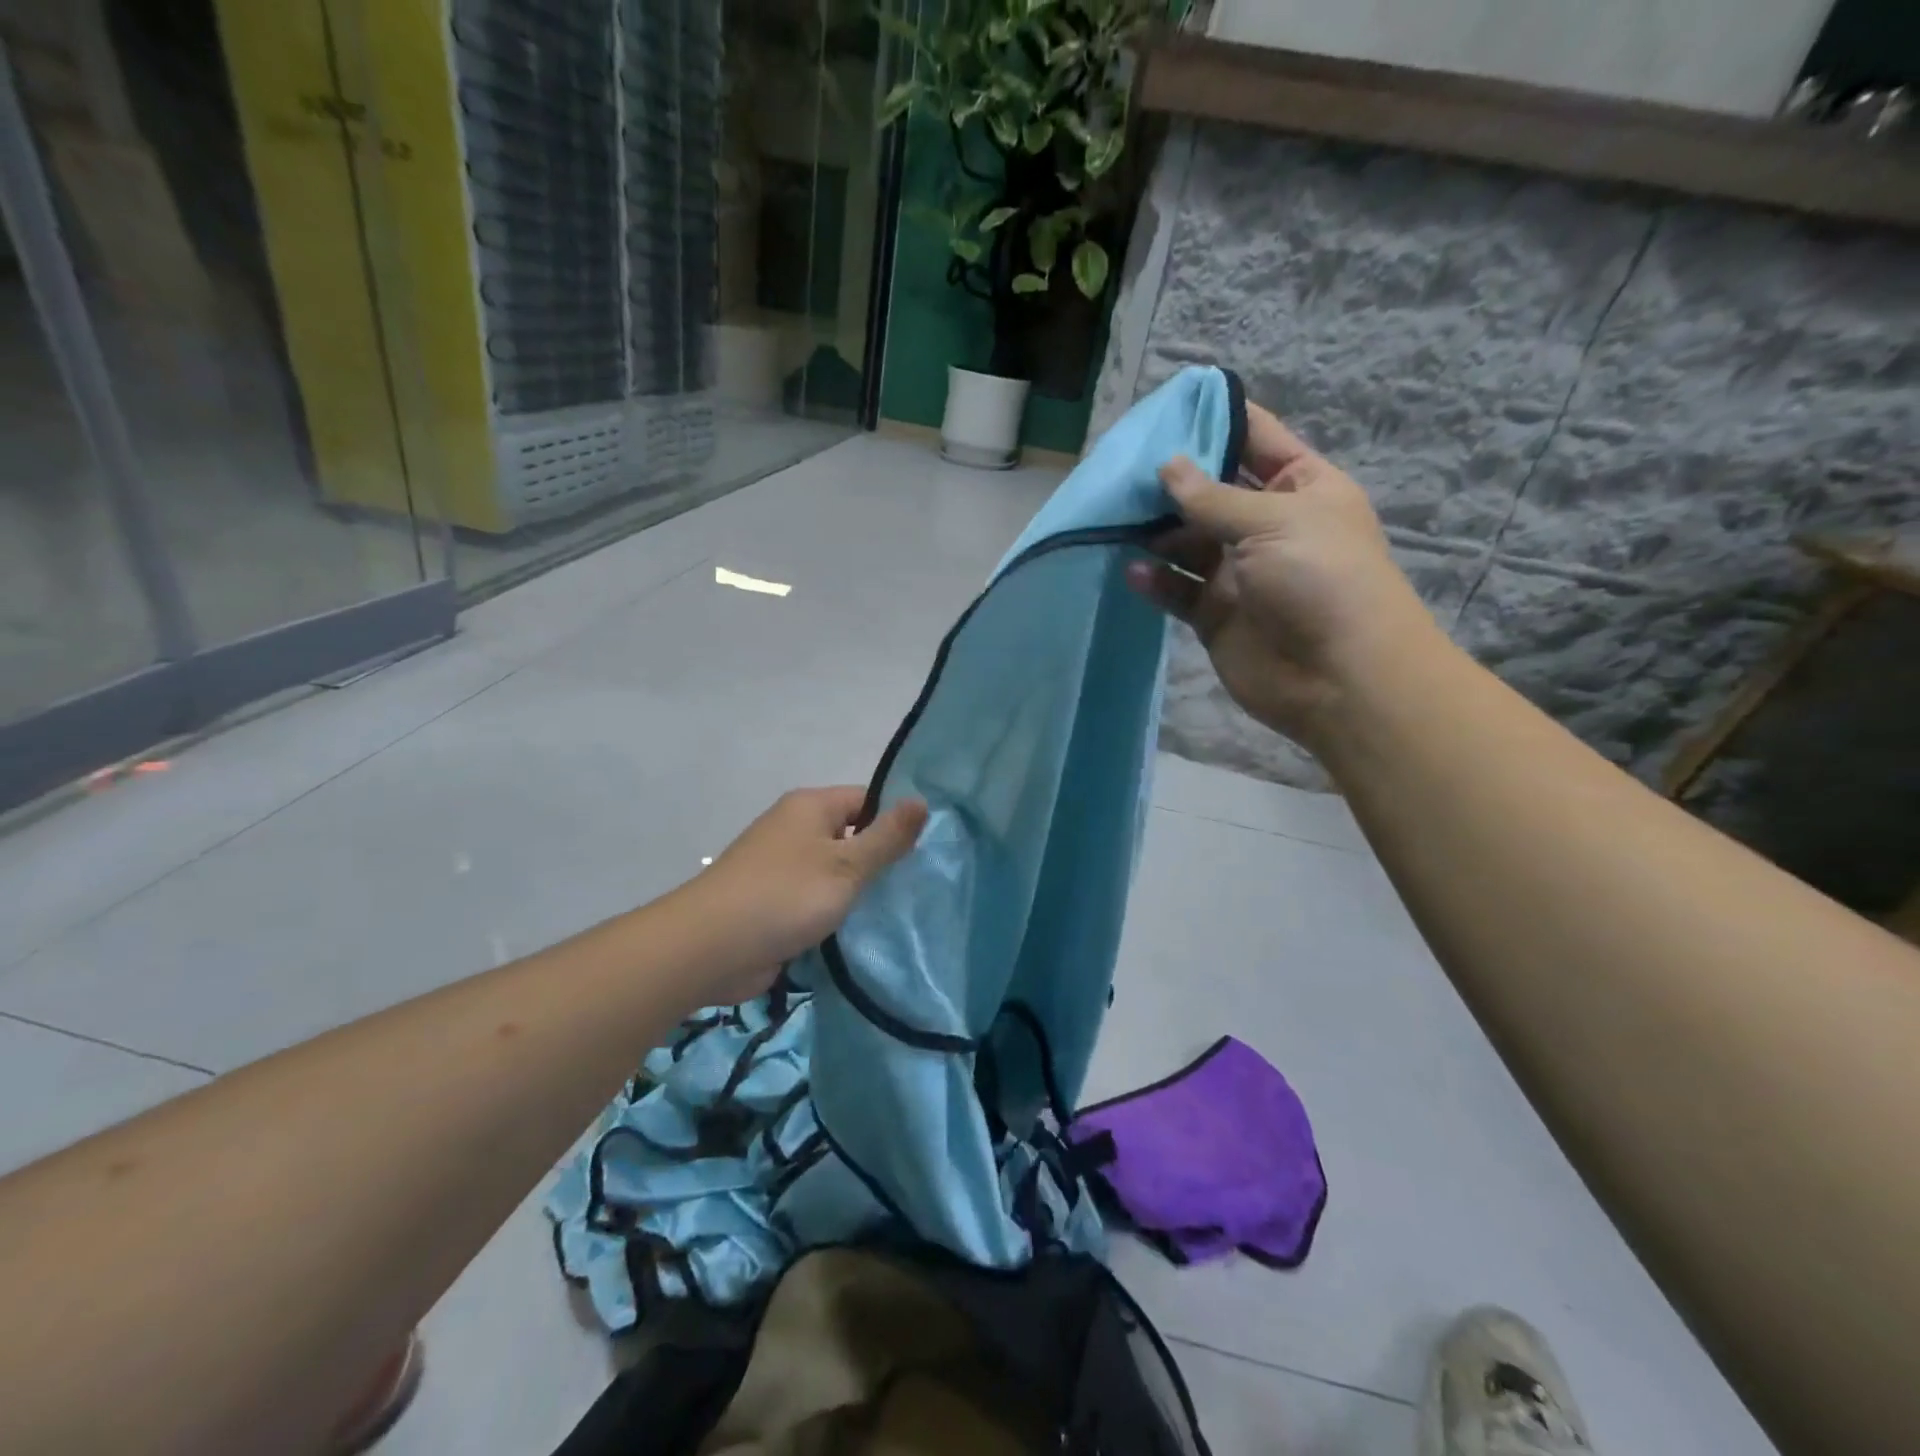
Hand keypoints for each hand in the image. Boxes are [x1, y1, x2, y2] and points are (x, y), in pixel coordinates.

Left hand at [679, 787, 927, 1003]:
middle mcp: (795, 829)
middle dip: (880, 861)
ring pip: (835, 872)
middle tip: (918, 886)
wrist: (710, 948)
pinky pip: (816, 900)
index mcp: (810, 807)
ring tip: (899, 911)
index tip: (925, 852)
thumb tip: (923, 800)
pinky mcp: (774, 903)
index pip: (867, 800)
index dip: (896, 821)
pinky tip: (863, 932)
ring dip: (858, 892)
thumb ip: (887, 836)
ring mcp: (782, 867)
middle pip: (851, 836)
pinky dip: (836, 913)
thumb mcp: (847, 865)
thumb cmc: (785, 895)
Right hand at [1125, 404, 1438, 744]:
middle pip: (1211, 492)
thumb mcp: (1273, 522)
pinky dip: (1156, 580)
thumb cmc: (1321, 580)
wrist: (1341, 678)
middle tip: (1121, 469)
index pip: (1256, 440)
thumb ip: (1213, 497)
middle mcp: (1268, 525)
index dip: (1217, 420)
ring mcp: (1239, 572)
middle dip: (1171, 481)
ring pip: (1187, 542)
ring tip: (1114, 520)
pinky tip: (1133, 571)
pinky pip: (1178, 589)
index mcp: (1300, 487)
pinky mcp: (1215, 614)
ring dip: (1155, 532)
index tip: (1166, 409)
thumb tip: (1167, 465)